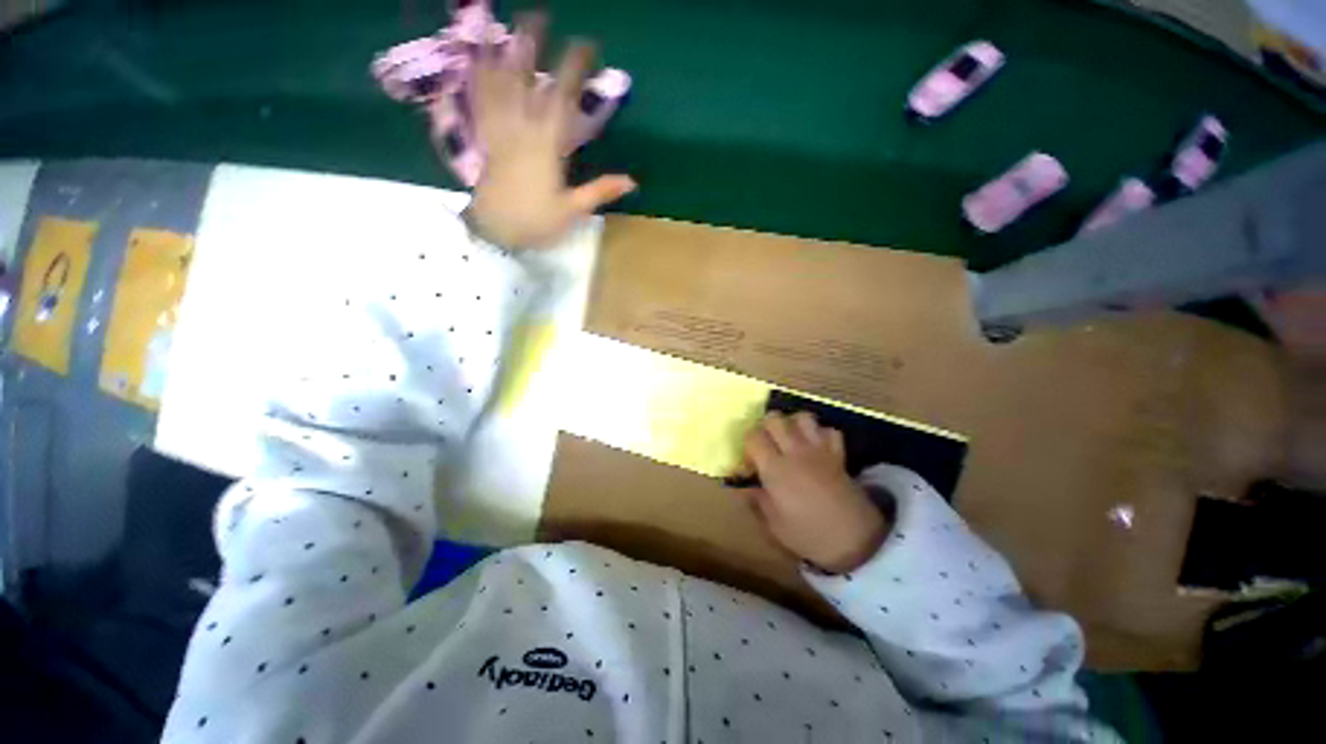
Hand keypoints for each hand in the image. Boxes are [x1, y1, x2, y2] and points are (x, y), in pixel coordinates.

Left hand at [465, 14, 635, 248]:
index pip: (562, 99)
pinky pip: (479, 103)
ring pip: (498, 84)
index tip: (585, 45)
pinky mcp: (485, 139)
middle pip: (526, 80)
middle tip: (538, 16)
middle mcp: (520, 129)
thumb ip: (600, 191)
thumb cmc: (536, 222)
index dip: (573, 68)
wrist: (496, 232)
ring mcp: (499, 131)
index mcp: (546, 146)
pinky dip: (476, 78)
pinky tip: (474, 60)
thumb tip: (633, 180)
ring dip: (501, 52)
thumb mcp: (572, 210)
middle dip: (533, 45)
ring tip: (501, 24)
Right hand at [739, 412, 887, 573]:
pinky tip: (815, 448)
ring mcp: (819, 450)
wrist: (857, 541)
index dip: (748, 445)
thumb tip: (744, 487)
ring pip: (802, 417)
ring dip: (792, 424)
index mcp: (775, 468)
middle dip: (766, 427)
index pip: (753, 436)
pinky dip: (820, 434)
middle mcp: (795, 451)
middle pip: (774, 418)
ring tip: (790, 441)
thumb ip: (756, 501)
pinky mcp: (838, 454)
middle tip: (767, 446)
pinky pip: (829, 430)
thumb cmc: (809, 535)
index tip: (751, 463)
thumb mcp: (774, 525)